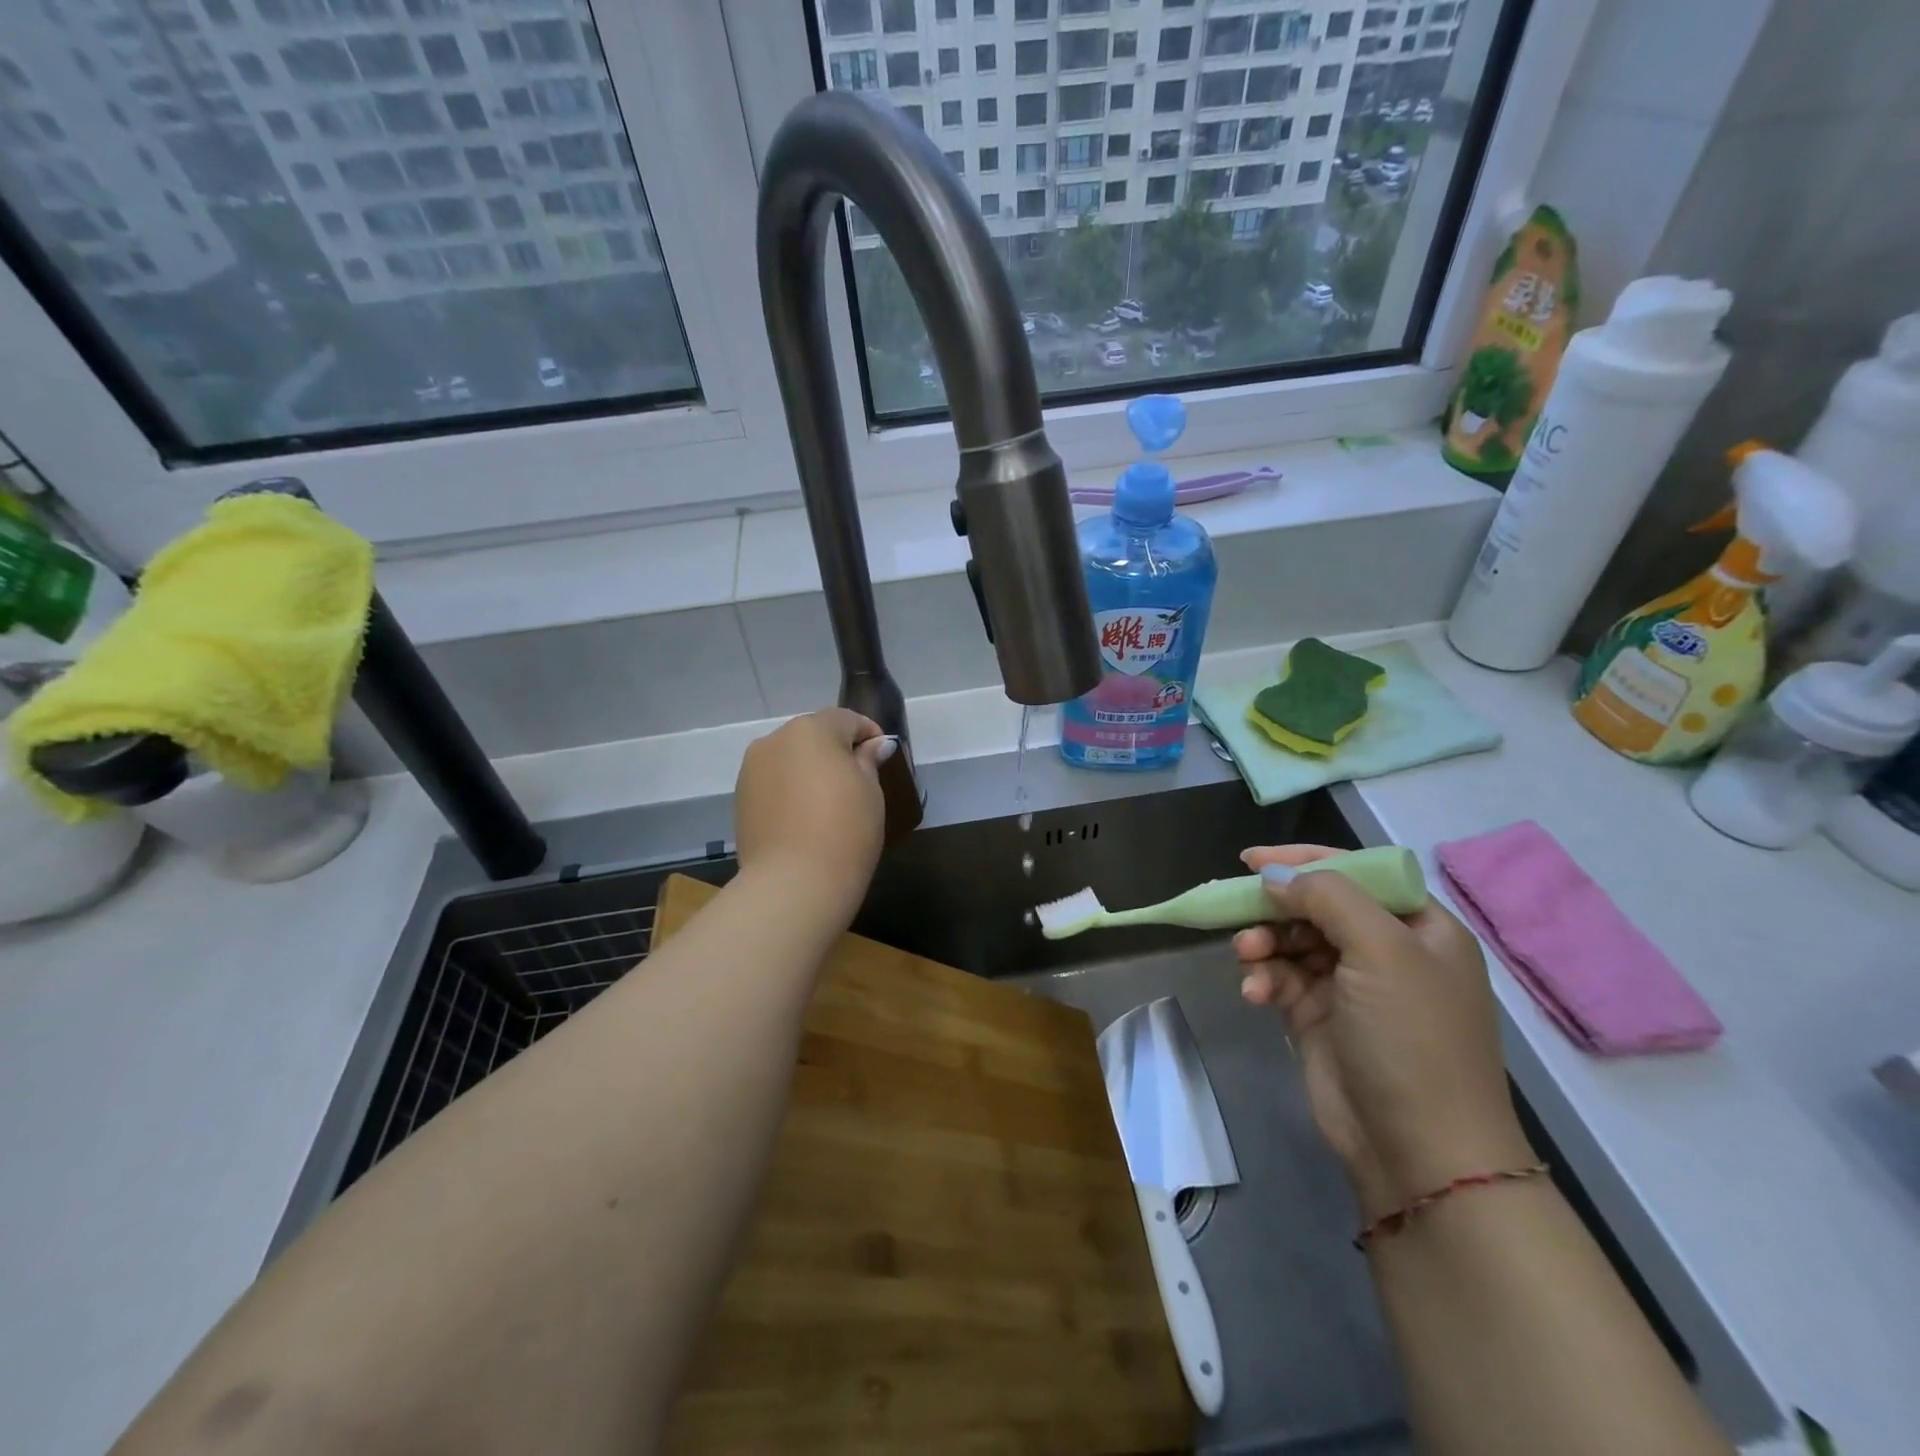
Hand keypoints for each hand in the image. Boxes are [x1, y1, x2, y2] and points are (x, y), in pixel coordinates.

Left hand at [734, 708, 894, 921]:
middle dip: (835, 751)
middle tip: (858, 780)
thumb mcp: (870, 792)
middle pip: (813, 736)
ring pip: (789, 759)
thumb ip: (868, 761)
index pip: (846, 719)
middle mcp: (775, 739)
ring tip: (828, 802)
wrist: (793, 883)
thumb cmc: (845, 830)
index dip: (868, 734)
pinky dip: (790, 790)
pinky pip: (774, 782)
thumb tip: (874, 744)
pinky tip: (804, 818)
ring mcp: (752, 768)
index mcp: (812, 729)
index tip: (882, 755)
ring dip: (809, 770)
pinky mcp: (741, 797)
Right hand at [1234, 845, 1532, 1220]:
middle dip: (1276, 908)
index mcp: (1419, 927)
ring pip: (1291, 941)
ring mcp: (1350, 986)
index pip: (1358, 871)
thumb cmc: (1412, 1038)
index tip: (1251, 860)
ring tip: (1248, 959)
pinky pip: (1281, 979)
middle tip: (1238, 912)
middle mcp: (1386, 951)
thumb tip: (1275, 876)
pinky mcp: (1319, 1018)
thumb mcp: (1381, 951)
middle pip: (1317, 906)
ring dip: (1264, 944)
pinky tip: (1255, 994)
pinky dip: (1264, 980)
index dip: (1305, 861)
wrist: (1419, 1152)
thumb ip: (1328, 897)